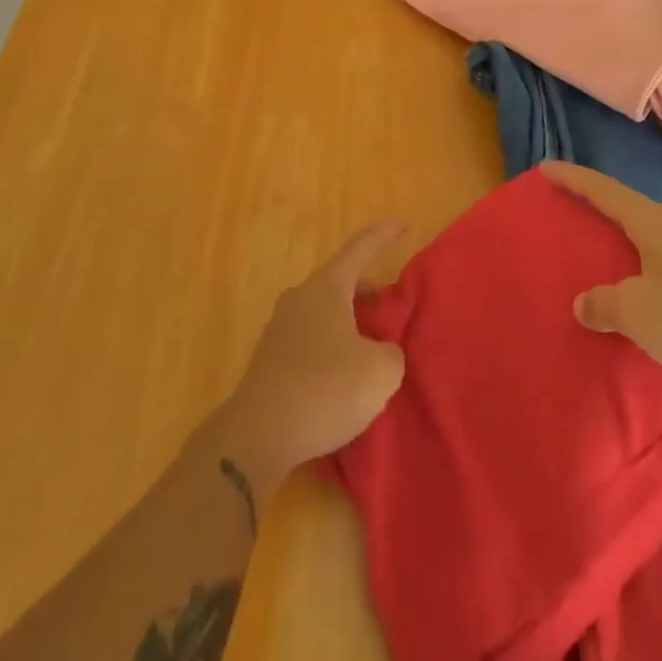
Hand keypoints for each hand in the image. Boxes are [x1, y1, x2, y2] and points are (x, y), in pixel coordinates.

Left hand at [212, 220, 407, 495]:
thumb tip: (379, 352)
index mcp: (326, 288)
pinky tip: (346, 373)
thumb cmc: (325, 389)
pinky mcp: (271, 360)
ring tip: (374, 343)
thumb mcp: (380, 371)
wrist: (257, 436)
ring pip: (325, 311)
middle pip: (340, 281)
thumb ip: (390, 353)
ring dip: (350, 320)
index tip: (404, 224)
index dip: (385, 235)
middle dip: (369, 287)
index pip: (360, 248)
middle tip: (393, 301)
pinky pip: (312, 338)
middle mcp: (300, 299)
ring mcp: (280, 329)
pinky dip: (334, 344)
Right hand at [543, 161, 661, 400]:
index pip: (604, 190)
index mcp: (652, 223)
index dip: (574, 178)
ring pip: (644, 234)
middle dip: (595, 202)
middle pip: (625, 205)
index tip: (546, 167)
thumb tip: (583, 303)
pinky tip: (631, 285)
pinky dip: (635, 265)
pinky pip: (658, 262)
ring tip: (594, 244)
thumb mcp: (636, 310)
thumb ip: (604, 303)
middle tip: (566, 203)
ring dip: (617, 236)